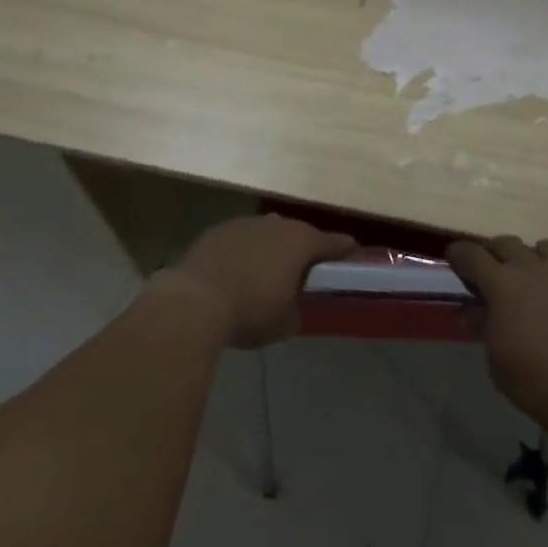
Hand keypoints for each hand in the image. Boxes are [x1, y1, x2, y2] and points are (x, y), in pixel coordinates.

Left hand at [166, 214, 357, 348]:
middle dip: (302, 249)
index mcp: (301, 242)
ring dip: (270, 249)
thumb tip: (292, 303)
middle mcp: (276, 224)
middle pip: (298, 234)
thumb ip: (296, 308)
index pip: (332, 242)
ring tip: (267, 271)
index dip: (344, 249)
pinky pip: (241, 240)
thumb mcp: (285, 323)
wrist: (194, 301)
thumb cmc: (250, 312)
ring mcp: (245, 223)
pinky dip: (244, 252)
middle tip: (304, 269)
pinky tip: (237, 271)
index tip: (352, 250)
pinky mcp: (218, 230)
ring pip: (267, 233)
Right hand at [447, 236, 547, 450]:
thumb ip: (484, 328)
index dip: (459, 255)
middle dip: (497, 252)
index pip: (472, 255)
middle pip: (509, 244)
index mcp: (502, 282)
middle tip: (492, 267)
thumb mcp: (496, 359)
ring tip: (538, 271)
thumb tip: (472, 313)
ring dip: (541, 256)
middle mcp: (534, 269)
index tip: (453, 259)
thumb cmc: (534, 378)